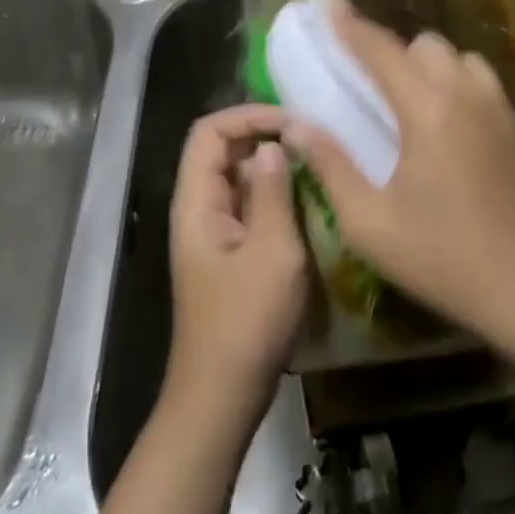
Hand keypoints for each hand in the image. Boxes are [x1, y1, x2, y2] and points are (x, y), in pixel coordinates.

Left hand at [166, 105, 307, 426]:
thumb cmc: (246, 323)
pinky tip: (310, 203)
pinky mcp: (230, 254)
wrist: (222, 397)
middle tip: (312, 141)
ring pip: (239, 178)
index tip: (292, 123)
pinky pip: (250, 207)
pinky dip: (276, 196)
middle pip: (223, 150)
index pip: (210, 131)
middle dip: (265, 136)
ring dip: (274, 167)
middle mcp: (199, 209)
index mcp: (197, 202)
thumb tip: (273, 145)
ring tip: (317, 166)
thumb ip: (272, 191)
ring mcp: (214, 233)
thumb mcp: (272, 251)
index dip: (249, 115)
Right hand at [285, 0, 514, 329]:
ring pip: (463, 61)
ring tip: (418, 104)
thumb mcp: (369, 222)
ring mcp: (502, 110)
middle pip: (427, 45)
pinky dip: (464, 93)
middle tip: (374, 86)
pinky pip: (487, 91)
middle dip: (396, 53)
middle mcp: (467, 94)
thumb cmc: (441, 256)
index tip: (327, 1)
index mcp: (426, 108)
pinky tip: (457, 136)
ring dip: (435, 69)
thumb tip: (299, 125)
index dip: (348, 24)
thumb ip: (331, 165)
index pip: (379, 50)